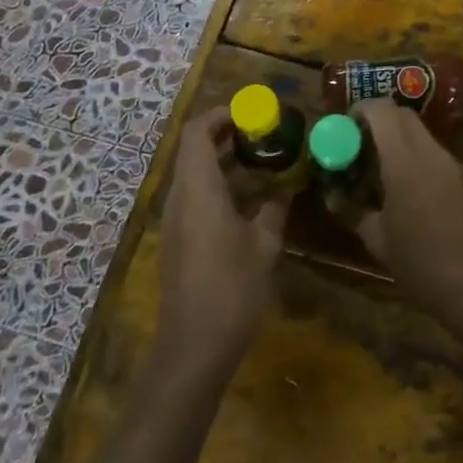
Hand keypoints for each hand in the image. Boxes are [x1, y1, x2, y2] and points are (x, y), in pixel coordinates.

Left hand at [156, 108, 287, 373]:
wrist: (193, 349)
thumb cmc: (232, 289)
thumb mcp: (264, 245)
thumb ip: (274, 209)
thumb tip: (286, 189)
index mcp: (198, 188)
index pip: (197, 131)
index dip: (221, 114)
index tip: (252, 113)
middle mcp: (181, 197)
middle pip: (194, 149)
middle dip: (227, 134)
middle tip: (264, 133)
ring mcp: (176, 220)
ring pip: (194, 173)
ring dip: (224, 160)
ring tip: (262, 162)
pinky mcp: (179, 240)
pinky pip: (195, 196)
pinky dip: (219, 184)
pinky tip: (249, 200)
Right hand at [351, 99, 462, 329]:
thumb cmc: (421, 266)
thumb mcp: (377, 241)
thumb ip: (352, 211)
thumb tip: (333, 196)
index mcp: (406, 161)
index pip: (383, 110)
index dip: (361, 110)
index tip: (346, 127)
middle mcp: (433, 153)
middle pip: (404, 116)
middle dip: (379, 122)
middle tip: (360, 147)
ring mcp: (456, 165)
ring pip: (423, 136)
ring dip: (400, 143)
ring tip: (384, 175)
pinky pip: (439, 158)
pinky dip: (420, 162)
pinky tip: (415, 197)